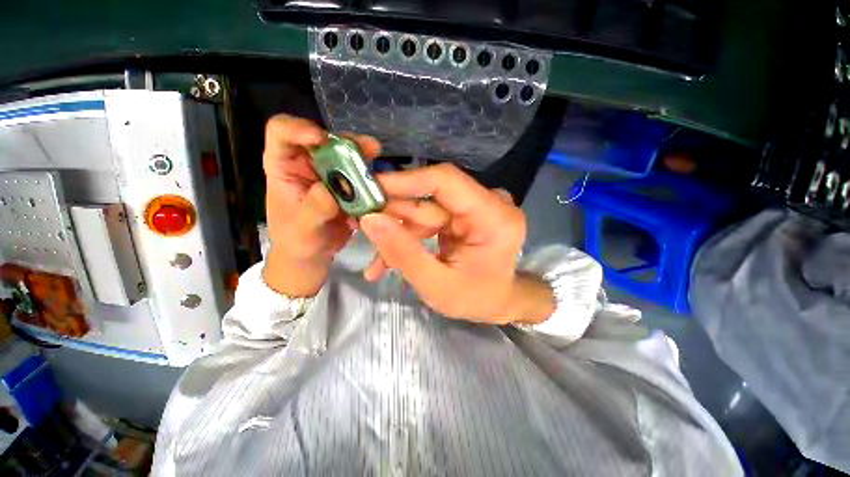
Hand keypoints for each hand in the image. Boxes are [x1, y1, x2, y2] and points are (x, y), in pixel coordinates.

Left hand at [261, 115, 379, 296]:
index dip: (299, 128)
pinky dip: (371, 179)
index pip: (282, 132)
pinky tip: (379, 187)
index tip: (321, 139)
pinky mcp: (347, 188)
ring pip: (347, 157)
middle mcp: (307, 165)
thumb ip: (313, 210)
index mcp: (284, 167)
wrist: (313, 255)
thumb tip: (330, 190)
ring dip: (364, 159)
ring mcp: (329, 176)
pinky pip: (361, 177)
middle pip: (325, 141)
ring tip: (378, 162)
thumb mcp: (301, 230)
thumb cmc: (296, 242)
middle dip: (346, 143)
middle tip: (370, 148)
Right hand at [359, 164, 555, 324]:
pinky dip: (408, 238)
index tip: (368, 189)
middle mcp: (487, 204)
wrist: (497, 303)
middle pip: (429, 198)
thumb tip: (369, 220)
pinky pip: (427, 220)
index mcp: (493, 216)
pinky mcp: (462, 216)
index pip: (445, 181)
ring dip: (397, 234)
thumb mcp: (436, 285)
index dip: (405, 181)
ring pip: (423, 211)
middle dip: (393, 215)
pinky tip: (389, 261)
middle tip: (358, 227)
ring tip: (377, 263)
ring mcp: (474, 208)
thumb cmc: (476, 299)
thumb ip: (403, 253)